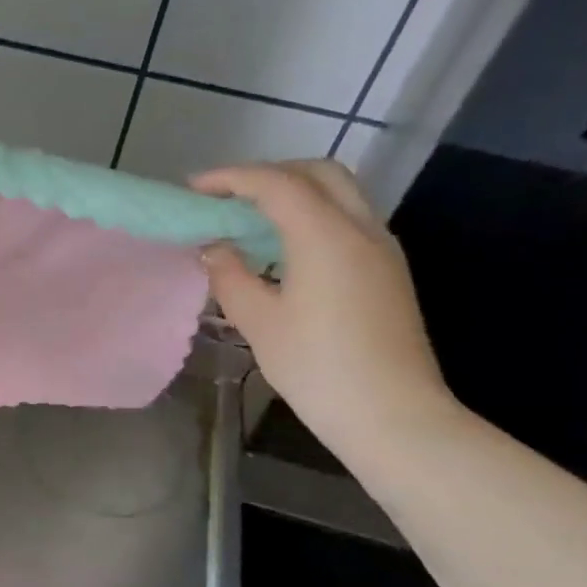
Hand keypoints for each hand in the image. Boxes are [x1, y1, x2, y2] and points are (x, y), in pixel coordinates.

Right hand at [191, 160, 457, 462]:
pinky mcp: (388, 271)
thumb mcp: (259, 322)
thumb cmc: (317, 368)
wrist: (391, 414)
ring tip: (251, 219)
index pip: (275, 184)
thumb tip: (215, 248)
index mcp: (325, 235)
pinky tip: (285, 249)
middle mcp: (360, 228)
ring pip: (339, 194)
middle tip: (228, 197)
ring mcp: (382, 248)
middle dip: (269, 174)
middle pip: (317, 173)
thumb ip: (231, 276)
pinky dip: (313, 215)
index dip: (231, 178)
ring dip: (294, 193)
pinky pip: (348, 220)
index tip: (194, 189)